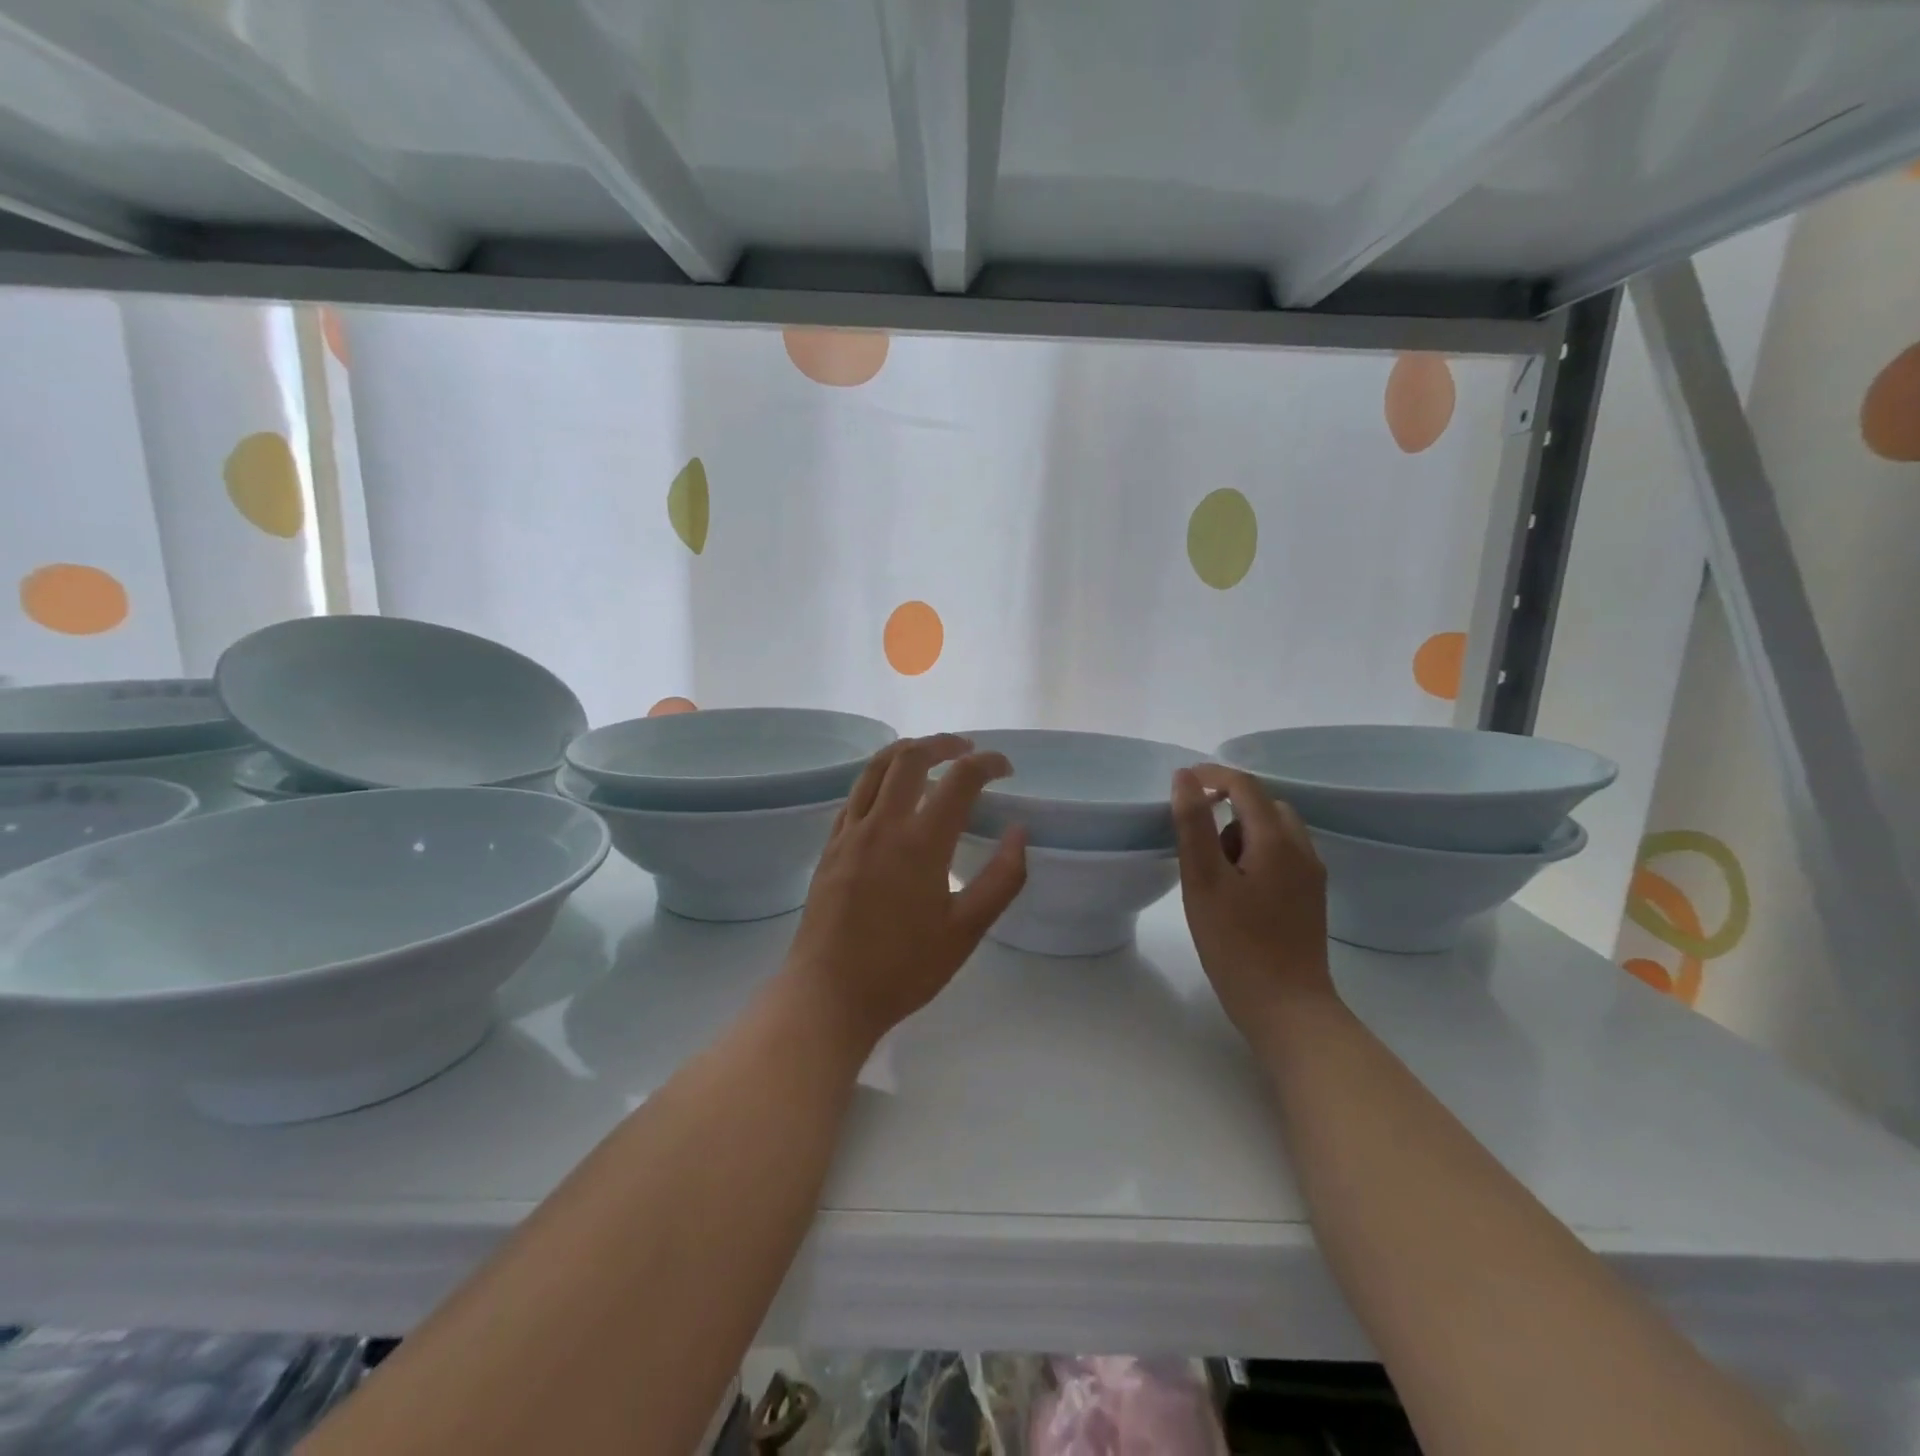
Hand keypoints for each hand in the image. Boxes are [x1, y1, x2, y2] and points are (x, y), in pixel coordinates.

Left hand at [784, 735, 1027, 1048]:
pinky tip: (887, 792)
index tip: (1005, 768)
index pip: (960, 780)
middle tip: (967, 750)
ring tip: (927, 754)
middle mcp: (883, 824)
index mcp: (921, 842)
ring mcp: (850, 832)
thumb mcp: (966, 931)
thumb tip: (1019, 832)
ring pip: (875, 769)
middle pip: (911, 758)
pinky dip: (877, 778)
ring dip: (905, 751)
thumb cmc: (904, 968)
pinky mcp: (830, 847)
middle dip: (943, 744)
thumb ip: (1001, 879)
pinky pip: (855, 794)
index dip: (988, 764)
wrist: (829, 994)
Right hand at [1172, 765, 1336, 1046]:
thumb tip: (1185, 777)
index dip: (1212, 776)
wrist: (1287, 1009)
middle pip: (1264, 805)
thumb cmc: (1237, 944)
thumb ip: (1194, 824)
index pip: (1245, 786)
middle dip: (1228, 807)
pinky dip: (1256, 854)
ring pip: (1275, 831)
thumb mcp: (1203, 881)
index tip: (1182, 783)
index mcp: (1277, 840)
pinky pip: (1282, 856)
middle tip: (1196, 840)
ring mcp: (1311, 876)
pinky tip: (1236, 891)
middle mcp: (1302, 850)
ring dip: (1242, 833)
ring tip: (1214, 873)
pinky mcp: (1310, 899)